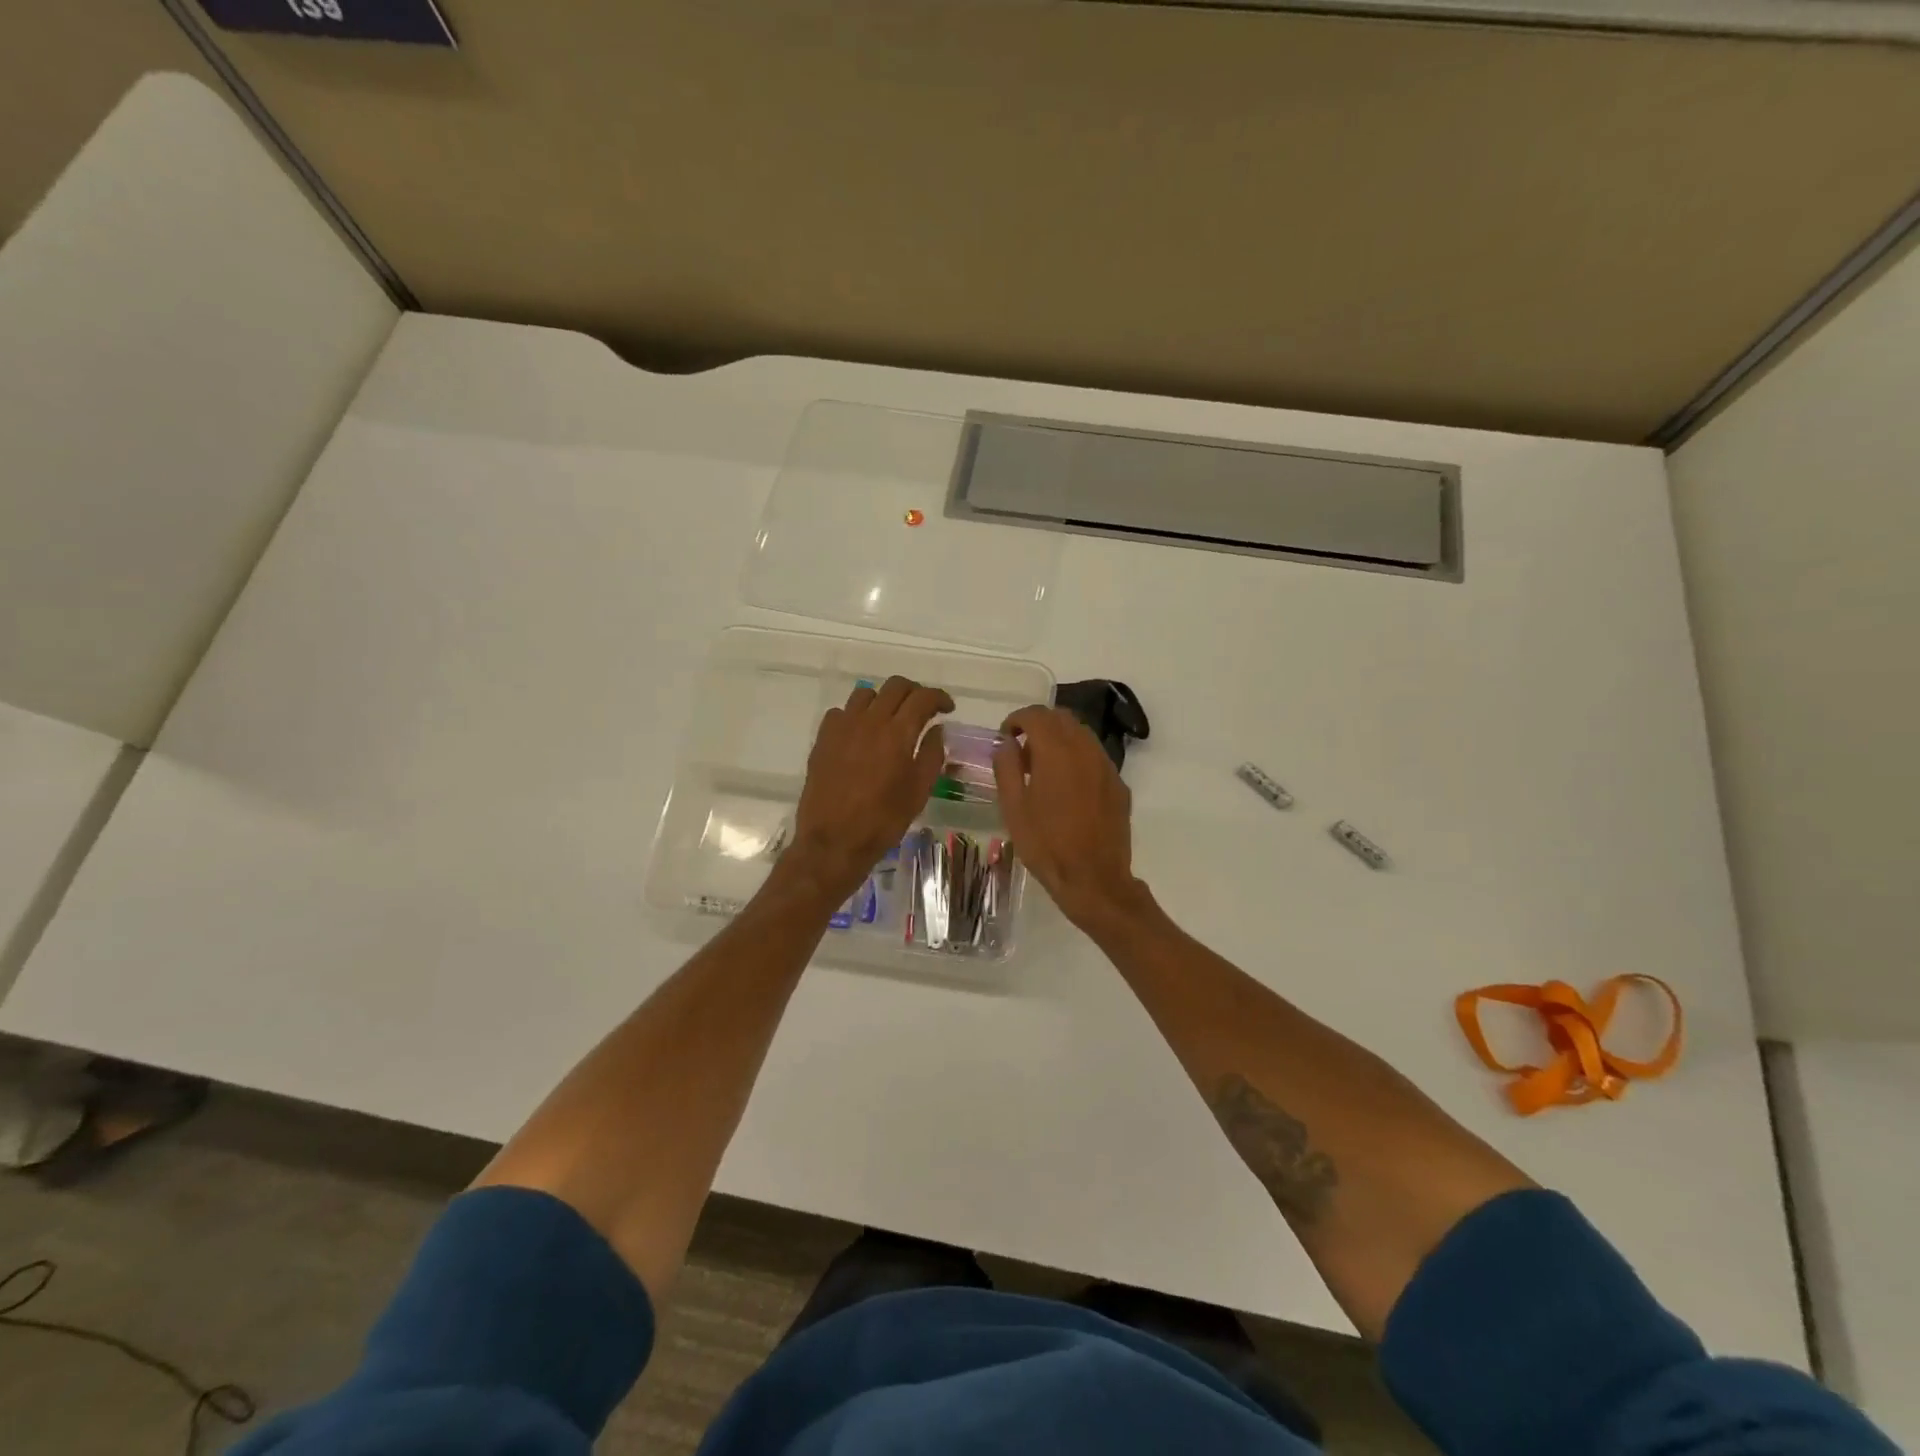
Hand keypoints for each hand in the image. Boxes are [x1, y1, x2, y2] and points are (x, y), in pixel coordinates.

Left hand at [788, 676, 953, 902]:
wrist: (834, 841)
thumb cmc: (883, 820)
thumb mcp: (919, 791)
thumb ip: (932, 754)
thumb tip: (937, 729)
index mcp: (898, 733)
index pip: (922, 698)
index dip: (939, 698)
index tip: (947, 709)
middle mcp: (870, 720)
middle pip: (895, 686)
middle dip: (914, 692)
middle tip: (922, 709)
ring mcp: (842, 727)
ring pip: (866, 693)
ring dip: (883, 700)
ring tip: (890, 718)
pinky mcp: (823, 738)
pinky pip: (841, 712)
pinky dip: (856, 715)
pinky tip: (860, 734)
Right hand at [992, 706, 1146, 930]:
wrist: (1094, 879)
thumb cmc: (1046, 845)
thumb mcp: (1014, 808)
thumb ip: (1006, 768)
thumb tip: (1006, 743)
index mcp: (1056, 752)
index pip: (1036, 715)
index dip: (1017, 719)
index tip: (1006, 737)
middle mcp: (1085, 750)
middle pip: (1062, 718)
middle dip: (1039, 725)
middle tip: (1021, 749)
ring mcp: (1106, 766)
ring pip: (1081, 734)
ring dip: (1059, 739)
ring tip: (1043, 767)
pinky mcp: (1118, 783)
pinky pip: (1095, 756)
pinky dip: (1077, 757)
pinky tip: (1067, 785)